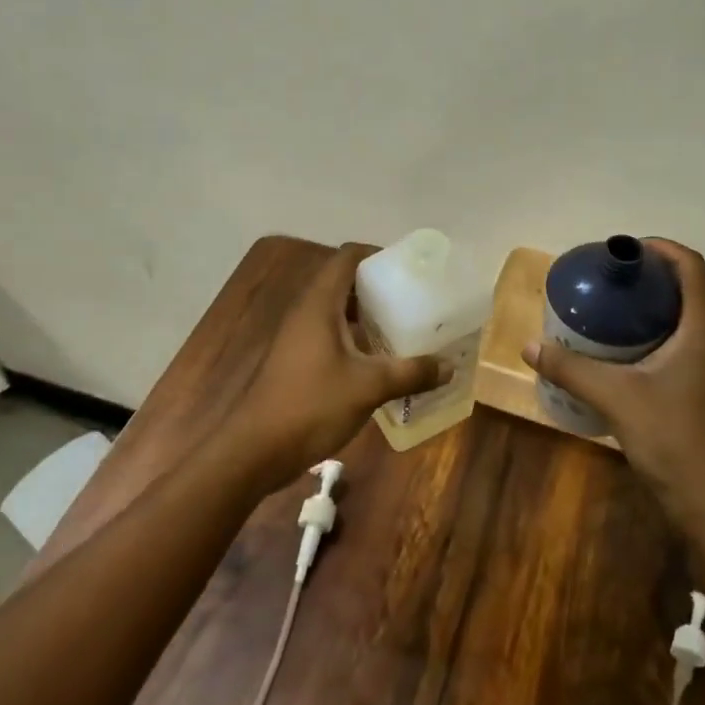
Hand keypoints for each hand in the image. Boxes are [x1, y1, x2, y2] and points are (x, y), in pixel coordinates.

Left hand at [224, 243, 444, 494]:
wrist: (255, 450)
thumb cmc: (311, 405)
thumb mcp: (369, 387)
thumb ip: (411, 373)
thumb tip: (449, 366)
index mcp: (319, 303)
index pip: (347, 257)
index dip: (377, 254)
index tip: (409, 267)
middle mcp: (306, 312)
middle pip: (344, 282)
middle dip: (379, 286)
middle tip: (414, 297)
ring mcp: (298, 337)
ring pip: (338, 312)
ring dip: (368, 315)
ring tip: (404, 326)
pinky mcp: (296, 361)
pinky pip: (331, 335)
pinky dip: (356, 339)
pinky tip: (380, 360)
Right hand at [523, 238, 704, 521]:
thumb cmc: (677, 439)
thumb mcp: (617, 398)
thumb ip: (572, 369)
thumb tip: (529, 346)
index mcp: (703, 327)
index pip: (689, 265)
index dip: (658, 248)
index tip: (621, 251)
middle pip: (686, 289)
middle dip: (647, 279)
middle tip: (606, 283)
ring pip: (684, 320)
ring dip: (651, 310)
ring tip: (608, 314)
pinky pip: (682, 347)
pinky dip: (654, 338)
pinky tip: (622, 357)